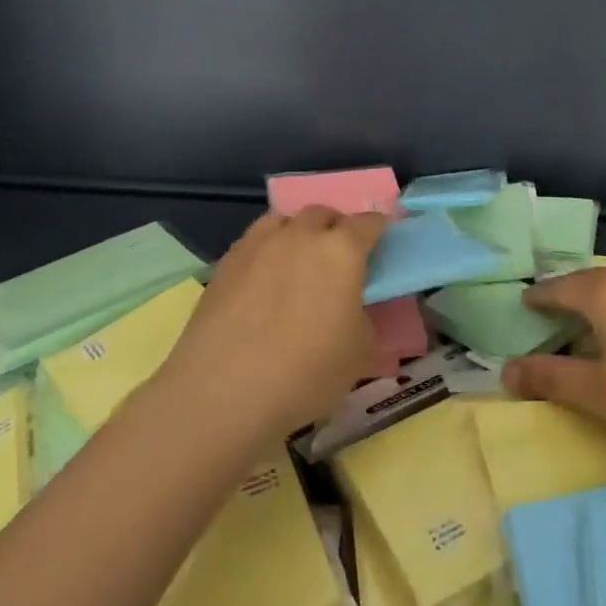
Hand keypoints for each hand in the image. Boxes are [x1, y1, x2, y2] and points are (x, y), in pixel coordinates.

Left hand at [155, 207, 385, 441]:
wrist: (223, 392)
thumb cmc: (306, 372)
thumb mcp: (360, 354)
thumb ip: (366, 320)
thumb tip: (356, 311)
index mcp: (342, 250)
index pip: (369, 223)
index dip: (379, 230)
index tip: (382, 243)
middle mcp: (301, 235)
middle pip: (324, 213)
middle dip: (335, 227)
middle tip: (339, 257)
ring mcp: (259, 244)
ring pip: (285, 220)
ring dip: (298, 232)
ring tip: (298, 262)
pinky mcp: (226, 262)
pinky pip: (254, 242)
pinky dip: (266, 251)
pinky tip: (263, 280)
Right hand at [501, 267, 605, 459]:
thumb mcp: (597, 393)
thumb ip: (549, 378)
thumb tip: (505, 371)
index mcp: (604, 294)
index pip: (559, 287)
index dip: (539, 297)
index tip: (524, 303)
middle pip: (589, 281)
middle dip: (567, 294)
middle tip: (549, 312)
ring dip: (597, 301)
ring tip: (586, 323)